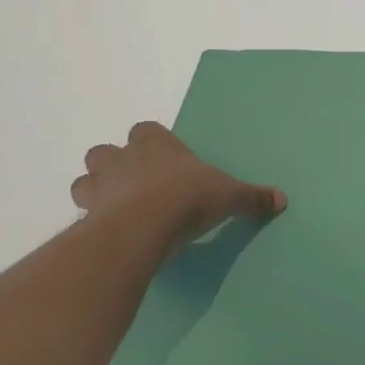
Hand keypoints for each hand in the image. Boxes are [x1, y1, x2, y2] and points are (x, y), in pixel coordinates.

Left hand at [70, 122, 285, 255]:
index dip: (151, 143)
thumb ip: (252, 197)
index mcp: (157, 145)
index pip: (145, 130)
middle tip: (132, 184)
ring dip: (95, 190)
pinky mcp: (87, 216)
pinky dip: (91, 221)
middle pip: (104, 152)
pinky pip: (82, 214)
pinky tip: (108, 234)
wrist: (146, 225)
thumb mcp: (230, 196)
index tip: (162, 160)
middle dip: (113, 164)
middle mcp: (124, 159)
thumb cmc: (189, 197)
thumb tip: (282, 200)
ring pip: (85, 180)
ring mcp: (100, 186)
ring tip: (115, 209)